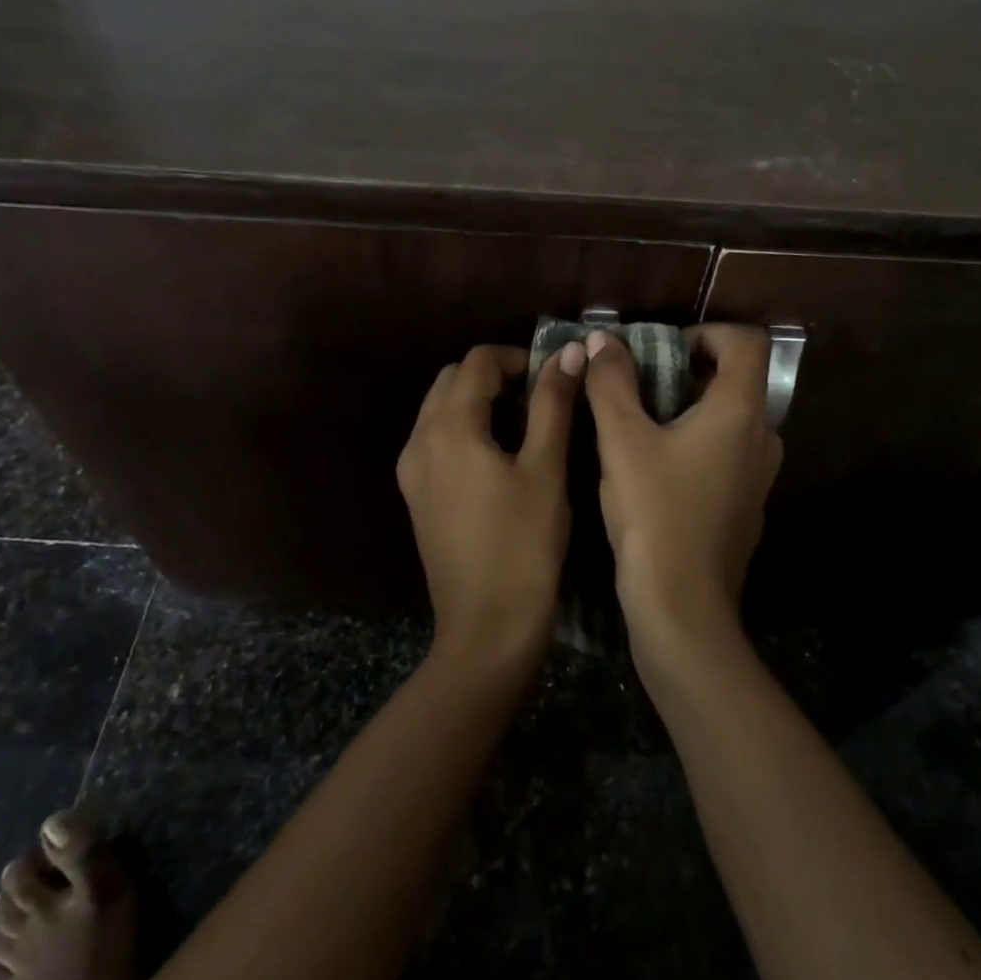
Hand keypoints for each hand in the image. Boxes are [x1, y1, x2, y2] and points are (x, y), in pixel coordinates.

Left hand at [397, 342, 584, 676]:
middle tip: (542, 399)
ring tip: (525, 425)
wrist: (486, 627)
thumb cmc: (524, 546)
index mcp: (448, 427)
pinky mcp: (415, 496)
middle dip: (495, 376)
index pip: (477, 361)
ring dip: (479, 401)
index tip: (554, 378)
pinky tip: (499, 457)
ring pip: (440, 409)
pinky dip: (465, 429)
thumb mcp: (545, 469)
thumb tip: (569, 352)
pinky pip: (436, 440)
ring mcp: (411, 470)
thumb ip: (553, 404)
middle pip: (452, 380)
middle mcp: (418, 440)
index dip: (518, 358)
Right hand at [583, 325, 782, 670]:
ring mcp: (759, 477)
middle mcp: (762, 438)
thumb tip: (600, 339)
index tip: (663, 352)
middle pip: (736, 380)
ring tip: (641, 428)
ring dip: (689, 411)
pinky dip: (697, 445)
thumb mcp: (621, 442)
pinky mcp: (746, 506)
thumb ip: (610, 383)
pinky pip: (727, 455)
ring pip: (729, 421)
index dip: (706, 333)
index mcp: (740, 412)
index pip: (746, 342)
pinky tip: (656, 472)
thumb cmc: (654, 515)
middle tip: (639, 389)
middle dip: (686, 373)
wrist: (682, 607)